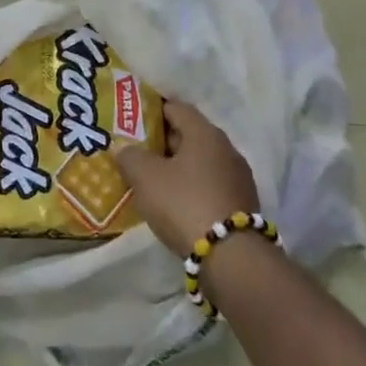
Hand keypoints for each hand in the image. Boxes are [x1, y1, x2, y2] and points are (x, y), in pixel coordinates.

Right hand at [117, 101, 260, 258]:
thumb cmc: (184, 203)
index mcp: (205, 133)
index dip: (153, 109)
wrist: (231, 257)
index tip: (133, 118)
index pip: (177, 108)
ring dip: (178, 166)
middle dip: (163, 140)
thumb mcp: (146, 177)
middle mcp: (226, 149)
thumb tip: (123, 147)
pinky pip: (210, 184)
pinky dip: (192, 187)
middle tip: (137, 149)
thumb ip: (130, 156)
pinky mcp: (241, 204)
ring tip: (152, 178)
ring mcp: (238, 178)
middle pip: (190, 135)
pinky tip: (175, 201)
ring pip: (201, 162)